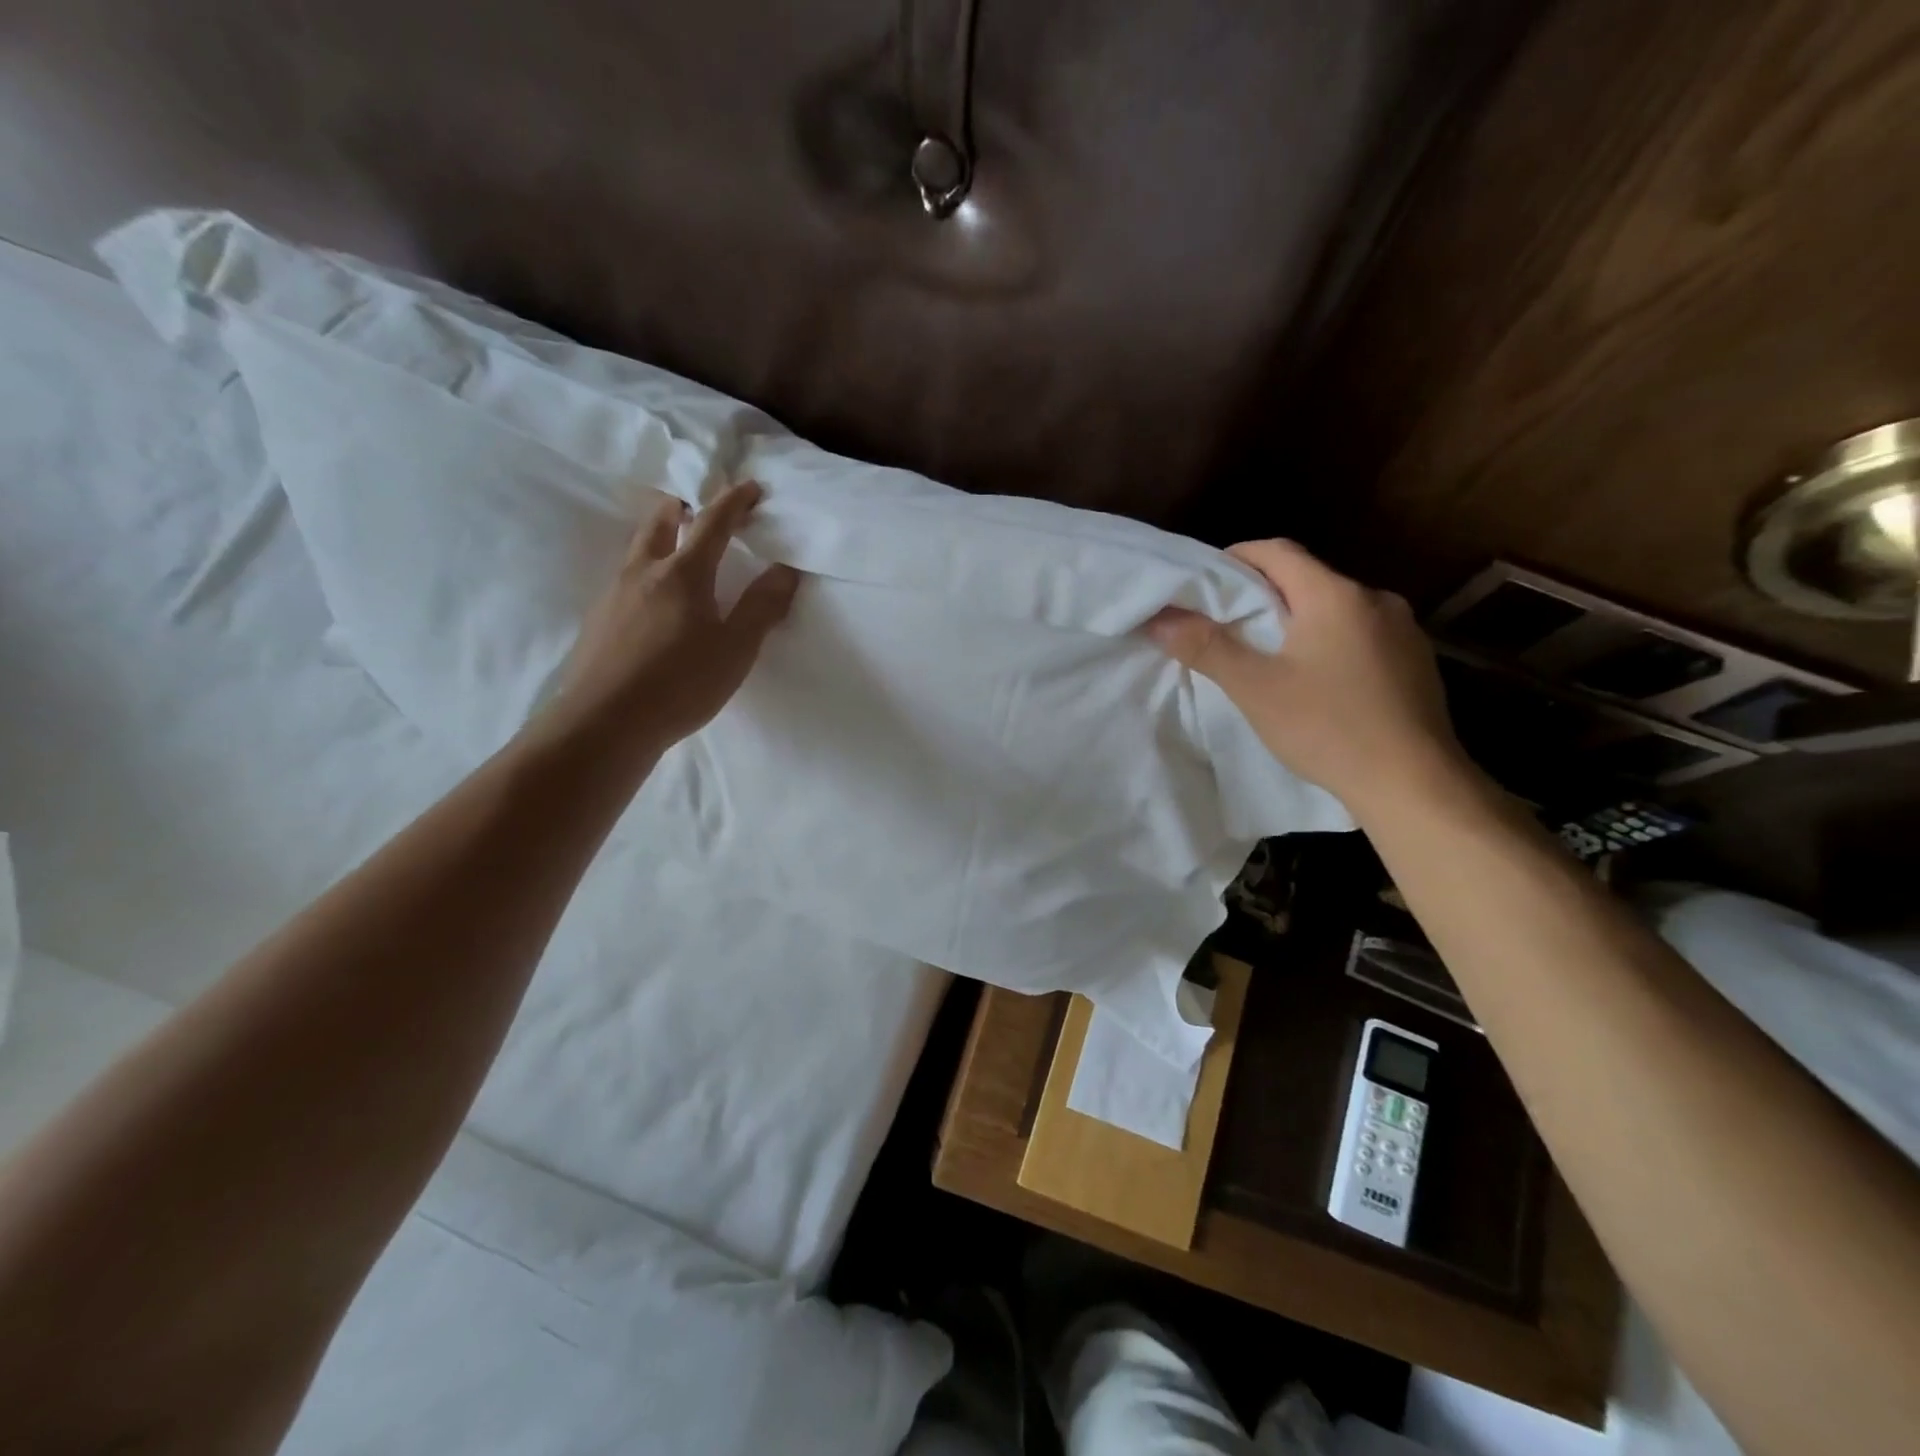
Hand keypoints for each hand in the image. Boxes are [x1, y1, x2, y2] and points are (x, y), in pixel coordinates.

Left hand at [542, 482, 798, 755]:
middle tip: (699, 506)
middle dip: (683, 505)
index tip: (751, 487)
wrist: (605, 723)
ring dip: (660, 535)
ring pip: (638, 548)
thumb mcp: (735, 649)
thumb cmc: (681, 683)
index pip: (712, 522)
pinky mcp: (599, 620)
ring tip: (677, 547)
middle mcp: (644, 571)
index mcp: (683, 573)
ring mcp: (615, 594)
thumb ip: (762, 607)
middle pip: (660, 521)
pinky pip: (625, 578)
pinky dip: (646, 569)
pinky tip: (653, 598)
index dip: (734, 501)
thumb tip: (784, 569)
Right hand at [1146, 539, 1473, 821]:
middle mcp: (1375, 599)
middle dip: (1263, 594)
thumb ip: (1205, 647)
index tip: (1205, 582)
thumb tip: (1159, 618)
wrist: (1414, 783)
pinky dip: (1329, 642)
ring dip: (1299, 620)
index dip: (1235, 557)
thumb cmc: (1328, 728)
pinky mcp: (1416, 661)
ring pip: (1335, 609)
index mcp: (1335, 594)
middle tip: (1226, 624)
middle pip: (1306, 579)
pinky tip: (1318, 680)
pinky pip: (1361, 635)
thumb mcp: (1254, 688)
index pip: (1276, 551)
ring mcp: (1403, 630)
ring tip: (1268, 656)